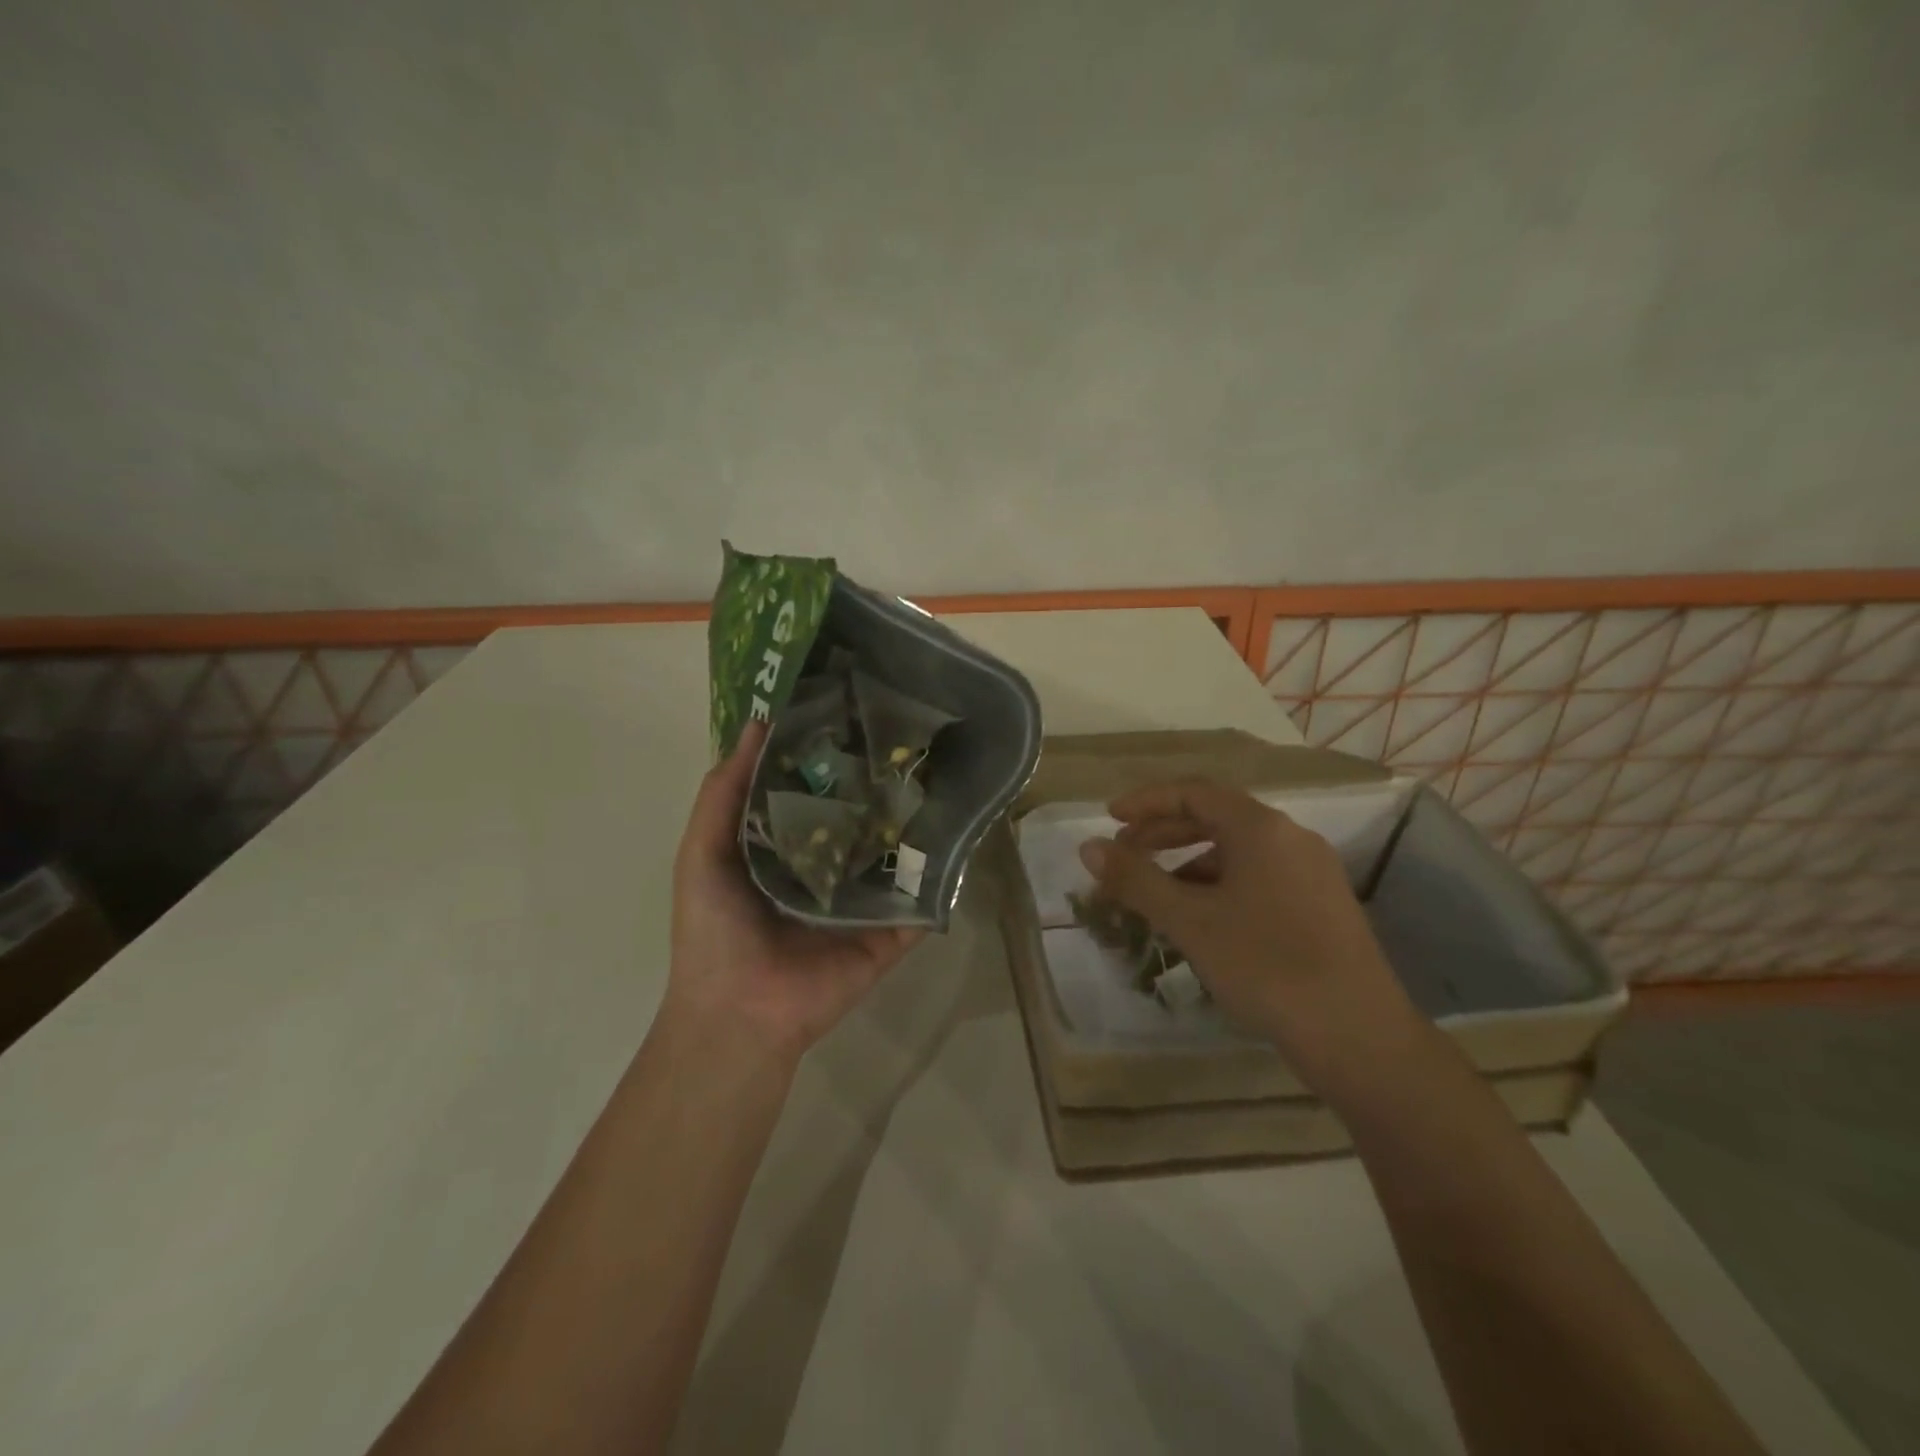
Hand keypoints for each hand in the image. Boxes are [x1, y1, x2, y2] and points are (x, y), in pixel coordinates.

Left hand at [666, 722, 922, 1063]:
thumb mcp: (702, 851)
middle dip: (878, 781)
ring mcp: (864, 898)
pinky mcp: (892, 929)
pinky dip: (941, 872)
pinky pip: (921, 897)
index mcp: (786, 847)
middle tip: (908, 735)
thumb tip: (758, 724)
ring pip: (895, 852)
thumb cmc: (715, 929)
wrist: (740, 1011)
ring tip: (943, 770)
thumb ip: (724, 792)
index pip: (814, 791)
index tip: (854, 709)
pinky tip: (963, 831)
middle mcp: (829, 866)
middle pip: (860, 817)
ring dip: (916, 820)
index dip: (829, 755)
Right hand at [1079, 778, 1422, 1093]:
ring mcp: (1312, 872)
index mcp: (1261, 828)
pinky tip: (1201, 920)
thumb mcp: (1190, 921)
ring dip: (1189, 863)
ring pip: (1237, 851)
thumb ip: (1136, 880)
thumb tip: (1089, 848)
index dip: (1147, 801)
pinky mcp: (1321, 906)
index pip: (1194, 792)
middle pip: (1216, 817)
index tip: (1109, 818)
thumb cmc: (1266, 966)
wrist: (1358, 1037)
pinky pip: (1258, 877)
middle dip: (1164, 832)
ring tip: (1155, 894)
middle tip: (1124, 854)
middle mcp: (1291, 838)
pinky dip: (1219, 886)